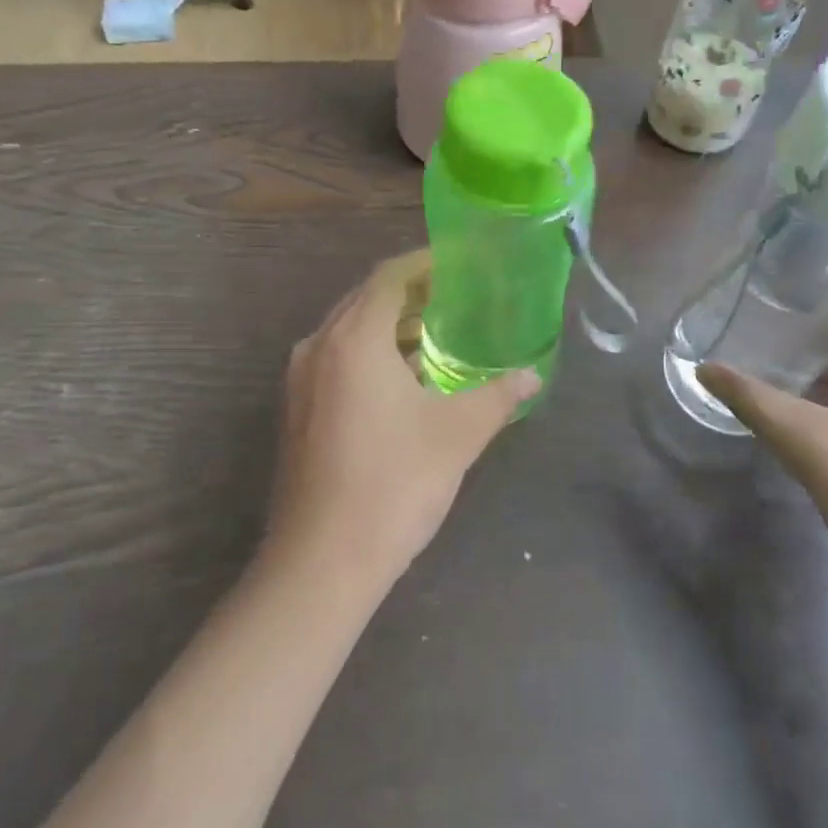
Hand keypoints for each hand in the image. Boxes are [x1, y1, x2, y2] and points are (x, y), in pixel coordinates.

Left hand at [266, 252, 537, 589]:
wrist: (321, 563)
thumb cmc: (393, 484)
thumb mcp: (457, 434)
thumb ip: (498, 396)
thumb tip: (532, 376)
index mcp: (353, 338)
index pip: (389, 276)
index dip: (425, 264)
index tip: (460, 264)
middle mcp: (318, 346)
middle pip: (366, 299)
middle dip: (410, 293)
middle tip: (457, 296)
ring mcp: (300, 380)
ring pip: (348, 331)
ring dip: (389, 325)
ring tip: (436, 334)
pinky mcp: (296, 410)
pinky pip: (336, 359)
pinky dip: (370, 354)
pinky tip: (403, 379)